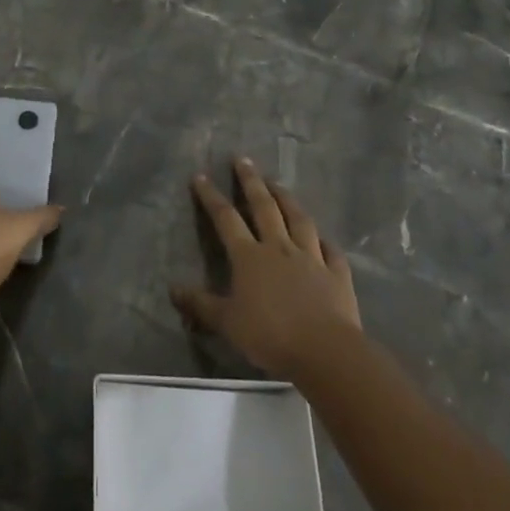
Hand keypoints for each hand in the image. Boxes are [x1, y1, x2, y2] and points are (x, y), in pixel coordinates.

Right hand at [172, 158, 360, 378]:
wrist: (325, 351)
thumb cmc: (270, 334)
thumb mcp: (227, 323)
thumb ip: (200, 305)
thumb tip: (172, 289)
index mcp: (249, 256)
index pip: (226, 219)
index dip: (211, 197)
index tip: (200, 176)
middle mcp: (279, 248)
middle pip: (264, 207)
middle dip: (250, 182)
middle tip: (243, 159)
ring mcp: (311, 258)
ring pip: (299, 220)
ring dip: (287, 199)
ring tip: (278, 183)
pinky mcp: (337, 275)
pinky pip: (331, 251)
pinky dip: (325, 241)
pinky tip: (323, 238)